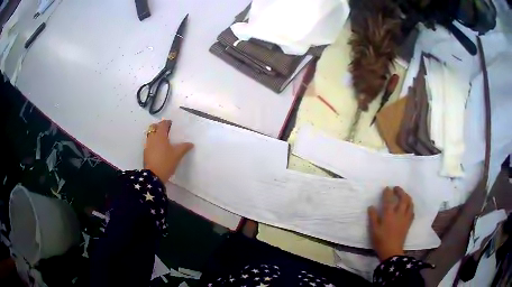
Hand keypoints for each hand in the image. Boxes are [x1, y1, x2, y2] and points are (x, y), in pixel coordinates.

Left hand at [144, 120, 193, 182]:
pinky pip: (149, 142)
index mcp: (160, 135)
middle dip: (159, 126)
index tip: (171, 124)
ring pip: (150, 134)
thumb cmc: (166, 162)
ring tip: (162, 139)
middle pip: (154, 127)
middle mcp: (152, 138)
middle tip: (166, 130)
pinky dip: (153, 142)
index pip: (163, 124)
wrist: (153, 175)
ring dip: (155, 134)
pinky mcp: (145, 152)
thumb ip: (184, 147)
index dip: (167, 122)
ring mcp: (147, 145)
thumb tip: (191, 144)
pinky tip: (158, 149)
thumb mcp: (177, 155)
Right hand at [368, 186, 413, 260]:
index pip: (389, 200)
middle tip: (396, 188)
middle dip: (400, 191)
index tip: (387, 188)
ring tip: (404, 195)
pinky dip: (410, 206)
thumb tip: (371, 206)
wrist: (391, 251)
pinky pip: (412, 211)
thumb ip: (373, 217)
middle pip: (403, 198)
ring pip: (409, 203)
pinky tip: (408, 206)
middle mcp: (399, 214)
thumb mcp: (373, 230)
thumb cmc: (381, 241)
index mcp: (389, 215)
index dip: (388, 192)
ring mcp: (405, 218)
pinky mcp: (408, 223)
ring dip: (407, 197)